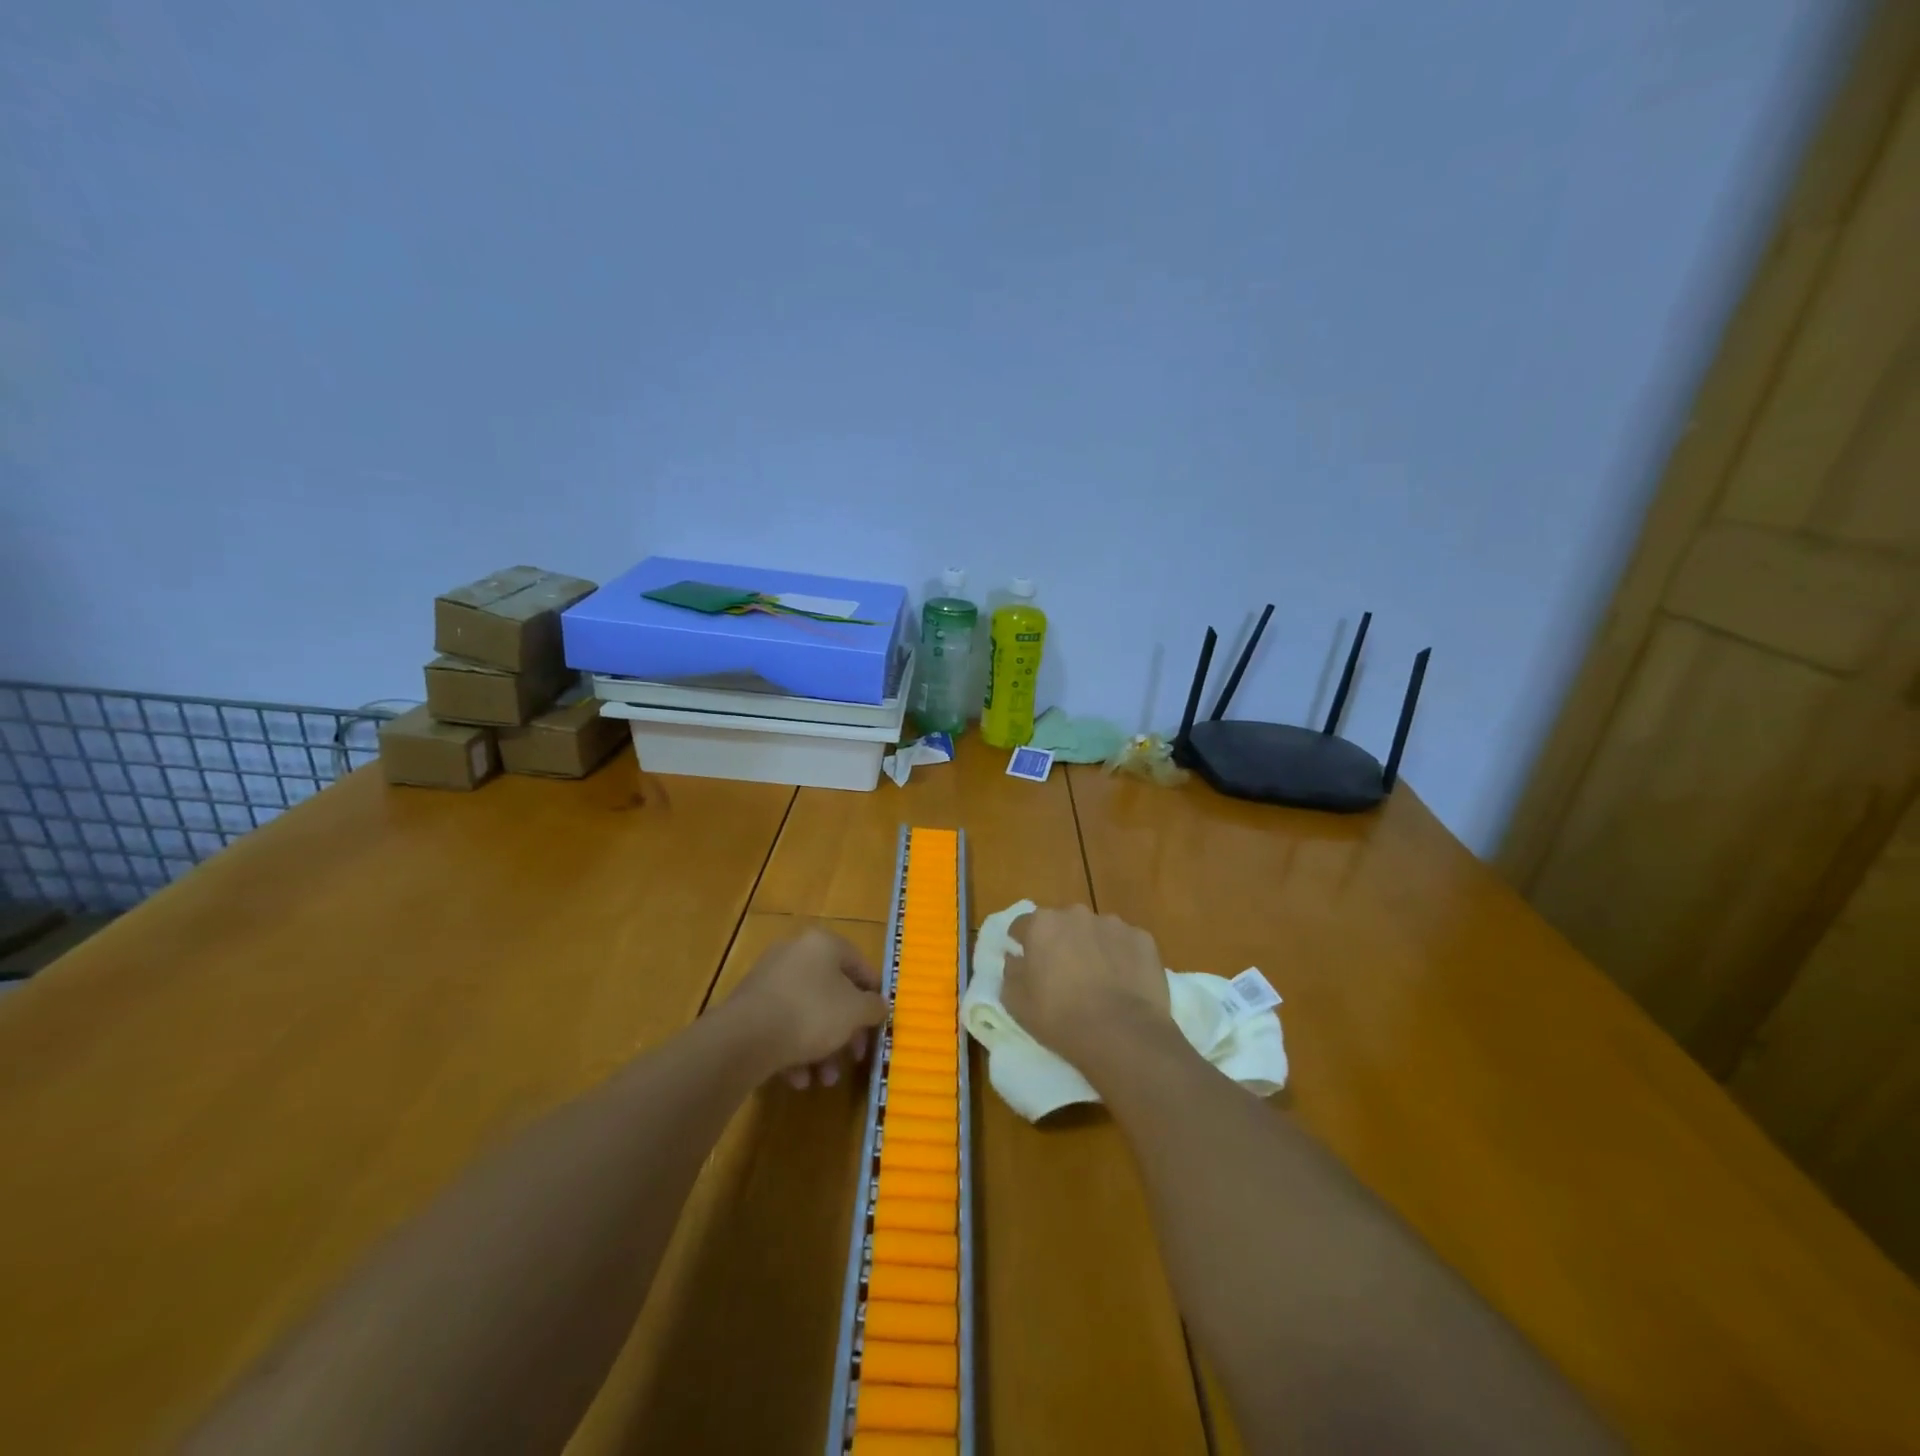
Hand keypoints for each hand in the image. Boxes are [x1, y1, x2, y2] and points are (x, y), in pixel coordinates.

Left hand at [728, 928, 886, 1088]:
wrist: (745, 1037)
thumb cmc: (812, 1013)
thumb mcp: (856, 1012)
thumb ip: (873, 1007)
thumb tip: (879, 1006)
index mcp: (823, 944)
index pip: (859, 964)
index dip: (874, 994)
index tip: (879, 1022)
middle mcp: (795, 953)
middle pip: (832, 992)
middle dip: (845, 1032)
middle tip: (854, 1058)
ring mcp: (769, 979)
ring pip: (806, 1013)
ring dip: (821, 1048)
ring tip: (824, 1080)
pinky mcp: (749, 1006)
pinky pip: (782, 1025)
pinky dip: (794, 1050)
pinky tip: (798, 1079)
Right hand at [1005, 905, 1173, 1073]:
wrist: (1121, 1033)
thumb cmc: (1059, 1017)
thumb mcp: (1015, 1002)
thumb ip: (1011, 972)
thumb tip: (1016, 958)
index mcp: (1042, 924)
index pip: (1023, 926)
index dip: (1023, 945)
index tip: (1028, 966)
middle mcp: (1076, 914)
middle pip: (1062, 924)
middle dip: (1061, 943)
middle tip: (1064, 975)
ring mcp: (1113, 924)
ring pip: (1096, 932)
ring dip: (1093, 948)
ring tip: (1099, 982)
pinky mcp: (1142, 939)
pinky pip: (1126, 944)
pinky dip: (1122, 958)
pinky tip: (1124, 984)